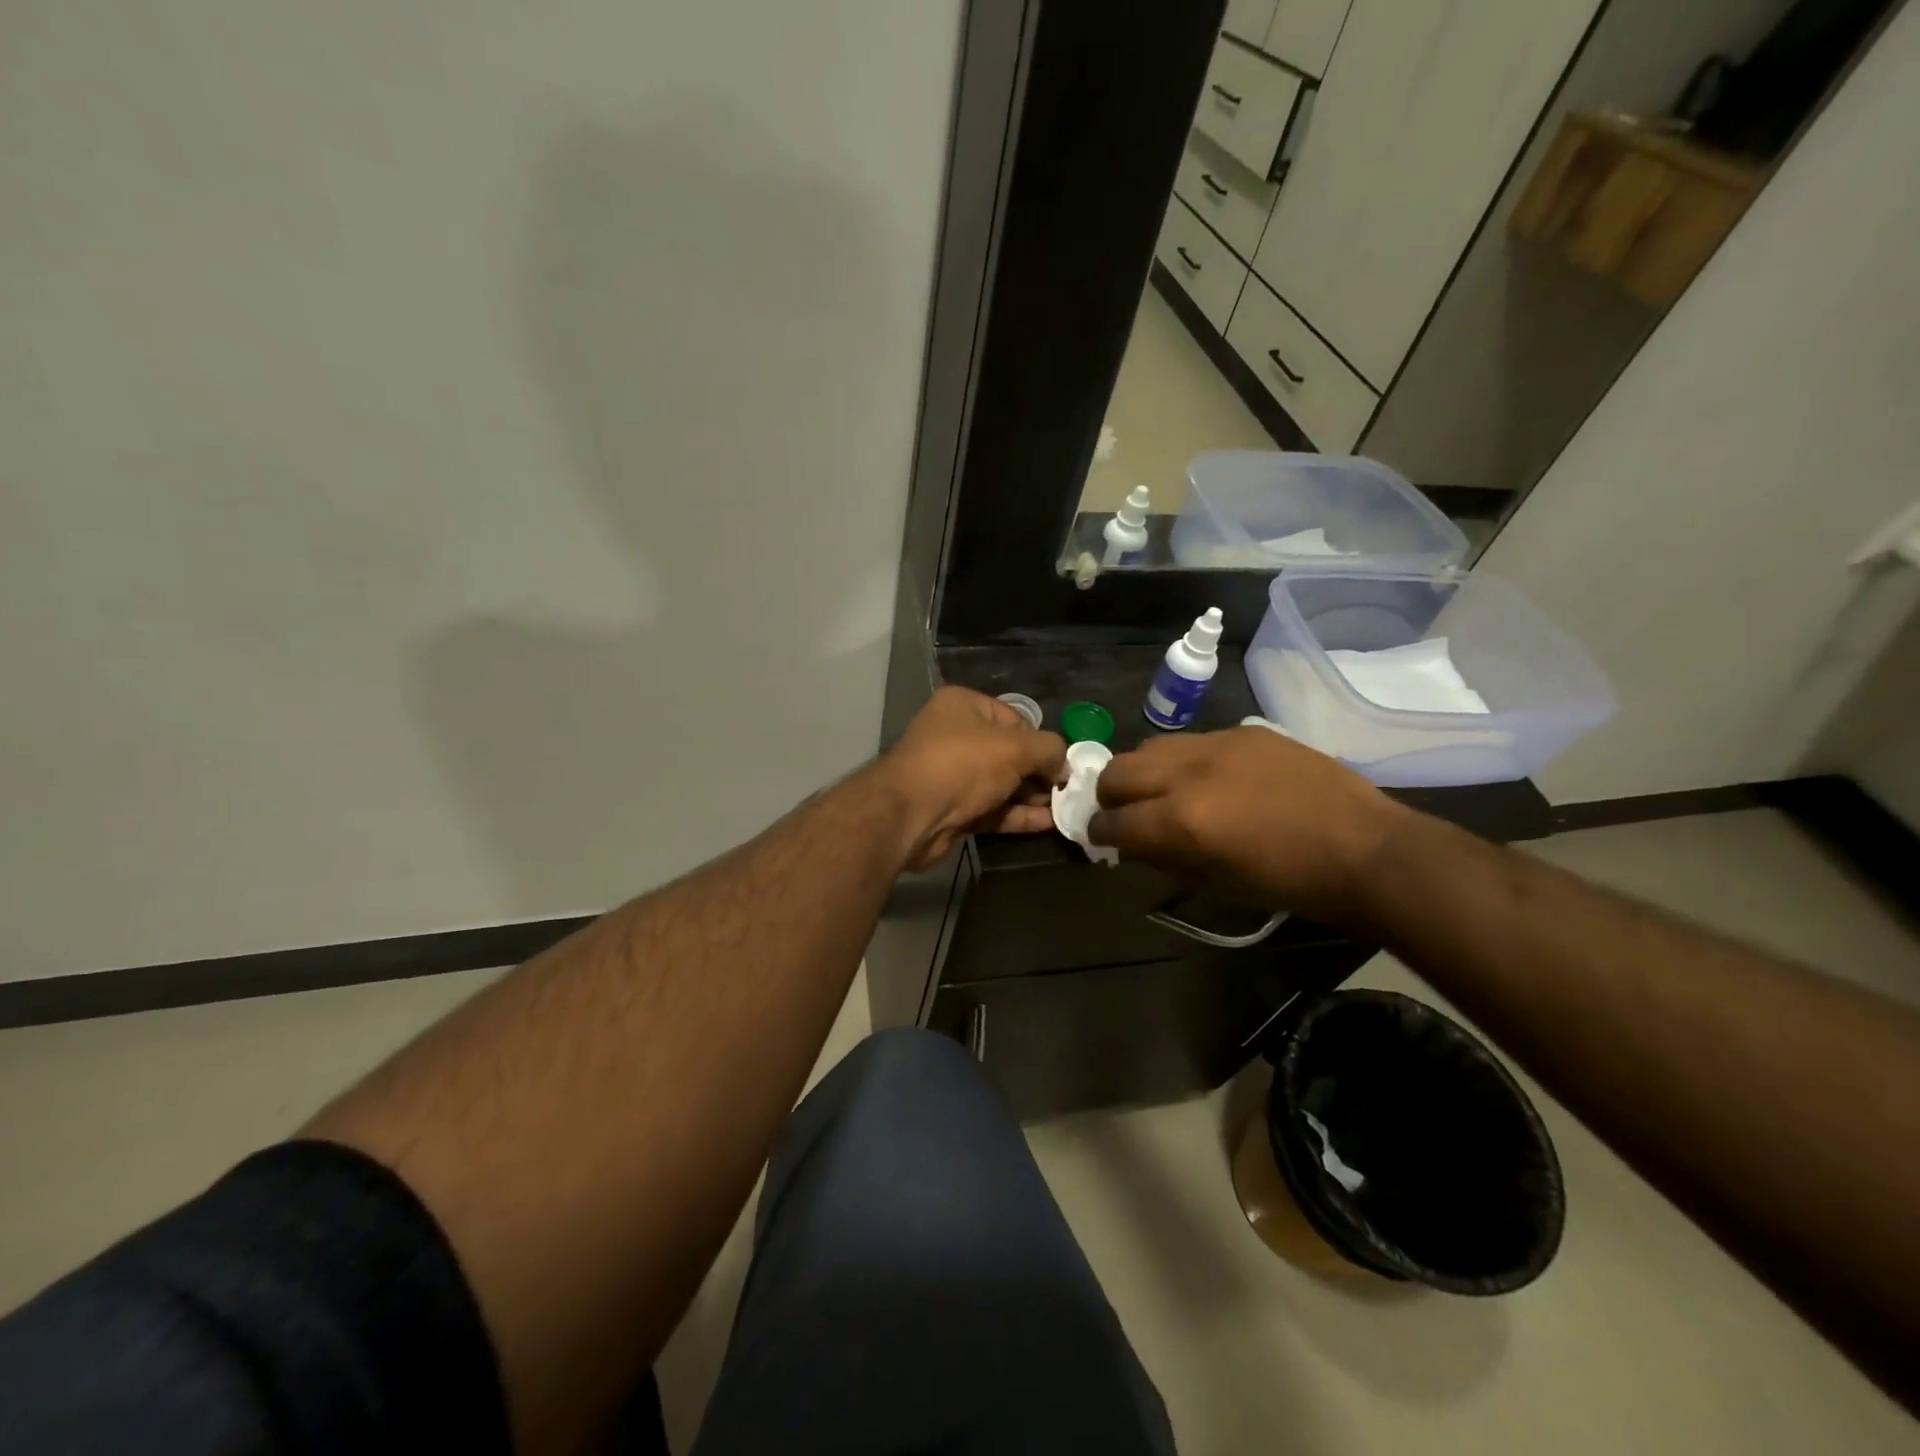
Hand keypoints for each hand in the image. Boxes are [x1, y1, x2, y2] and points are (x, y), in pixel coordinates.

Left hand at [873, 687, 1067, 870]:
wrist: (911, 815)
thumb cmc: (963, 764)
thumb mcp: (1016, 747)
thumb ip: (1049, 750)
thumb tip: (1064, 765)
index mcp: (963, 706)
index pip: (1014, 719)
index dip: (1040, 741)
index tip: (1062, 763)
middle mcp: (954, 736)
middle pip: (1009, 752)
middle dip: (1039, 772)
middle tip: (1069, 791)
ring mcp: (952, 775)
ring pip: (1001, 784)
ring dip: (1032, 797)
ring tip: (1067, 809)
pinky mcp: (953, 810)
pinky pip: (992, 809)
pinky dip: (1018, 815)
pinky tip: (1049, 824)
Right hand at [1088, 727, 1405, 922]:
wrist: (1364, 849)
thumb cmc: (1289, 883)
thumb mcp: (1216, 884)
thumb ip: (1164, 858)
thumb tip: (1133, 843)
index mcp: (1181, 821)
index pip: (1114, 821)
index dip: (1099, 832)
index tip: (1100, 837)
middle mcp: (1188, 774)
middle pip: (1118, 771)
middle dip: (1110, 795)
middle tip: (1124, 812)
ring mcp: (1217, 745)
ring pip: (1151, 747)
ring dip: (1144, 772)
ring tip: (1161, 790)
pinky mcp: (1244, 732)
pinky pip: (1194, 741)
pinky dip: (1184, 762)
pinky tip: (1209, 780)